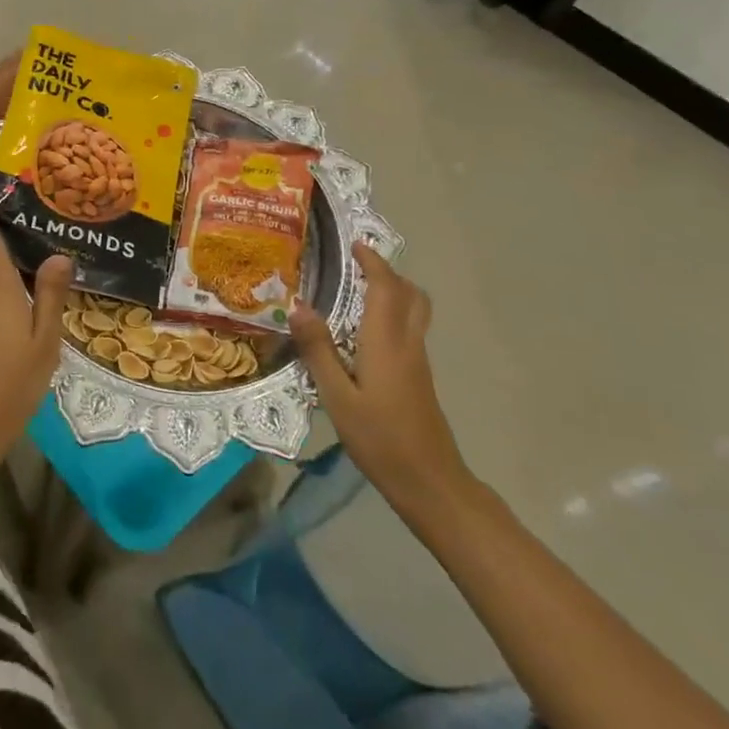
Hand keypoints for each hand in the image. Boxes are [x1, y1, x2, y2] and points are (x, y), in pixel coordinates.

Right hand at [292, 244, 470, 512]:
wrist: (431, 483)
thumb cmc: (380, 439)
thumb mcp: (337, 397)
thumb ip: (318, 350)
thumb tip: (297, 305)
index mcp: (386, 342)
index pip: (386, 288)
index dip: (373, 262)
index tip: (355, 245)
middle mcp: (407, 344)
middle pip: (410, 295)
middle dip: (387, 273)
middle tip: (357, 266)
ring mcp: (418, 362)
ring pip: (414, 312)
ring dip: (392, 292)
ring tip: (358, 293)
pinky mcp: (419, 379)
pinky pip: (409, 330)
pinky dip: (392, 315)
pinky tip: (364, 334)